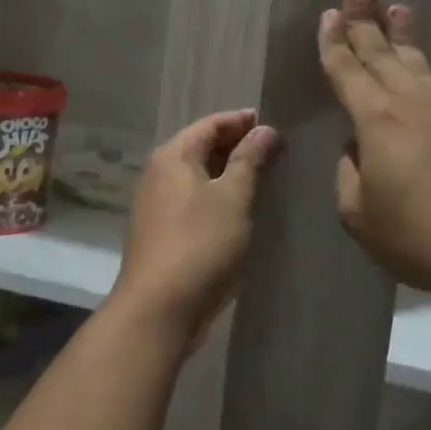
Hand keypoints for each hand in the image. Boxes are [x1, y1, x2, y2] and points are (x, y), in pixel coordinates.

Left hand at [113, 109, 277, 340]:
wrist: (159, 308)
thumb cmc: (200, 244)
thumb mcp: (233, 198)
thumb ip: (249, 160)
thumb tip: (264, 130)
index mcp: (173, 156)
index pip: (210, 124)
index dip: (242, 121)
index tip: (273, 124)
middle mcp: (158, 173)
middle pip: (200, 148)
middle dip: (236, 147)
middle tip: (275, 152)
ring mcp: (155, 204)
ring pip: (197, 177)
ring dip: (227, 174)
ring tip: (263, 179)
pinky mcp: (160, 232)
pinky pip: (192, 202)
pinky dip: (216, 198)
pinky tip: (238, 211)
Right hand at [318, 0, 430, 301]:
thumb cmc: (418, 234)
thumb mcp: (359, 214)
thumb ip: (349, 173)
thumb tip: (358, 148)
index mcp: (375, 120)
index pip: (346, 71)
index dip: (333, 43)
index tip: (328, 14)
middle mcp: (412, 100)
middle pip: (382, 53)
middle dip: (366, 19)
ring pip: (421, 60)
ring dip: (406, 33)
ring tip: (398, 6)